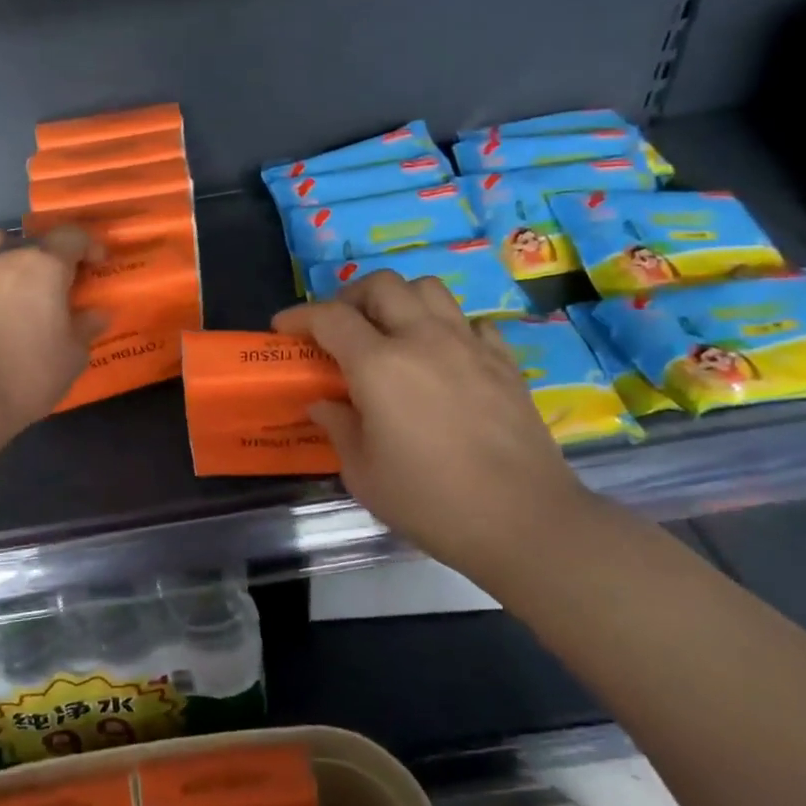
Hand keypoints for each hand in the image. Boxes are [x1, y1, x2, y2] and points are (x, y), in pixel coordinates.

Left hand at [0, 227, 106, 435]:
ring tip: (18, 292)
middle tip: (58, 287)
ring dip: (10, 262)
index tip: (96, 264)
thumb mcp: (72, 356)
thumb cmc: (29, 373)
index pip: (71, 236)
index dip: (88, 246)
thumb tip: (96, 314)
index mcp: (44, 266)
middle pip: (32, 241)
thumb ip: (85, 328)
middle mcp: (6, 259)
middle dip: (49, 257)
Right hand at [274, 272, 596, 580]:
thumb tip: (324, 403)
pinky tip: (441, 355)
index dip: (299, 316)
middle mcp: (423, 340)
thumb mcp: (363, 473)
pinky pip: (470, 322)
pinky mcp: (504, 362)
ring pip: (429, 288)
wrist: (522, 521)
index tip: (282, 328)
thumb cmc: (429, 501)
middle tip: (338, 327)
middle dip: (349, 296)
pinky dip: (446, 326)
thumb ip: (338, 427)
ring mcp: (469, 346)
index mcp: (379, 365)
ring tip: (389, 331)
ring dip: (399, 300)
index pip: (330, 317)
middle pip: (381, 284)